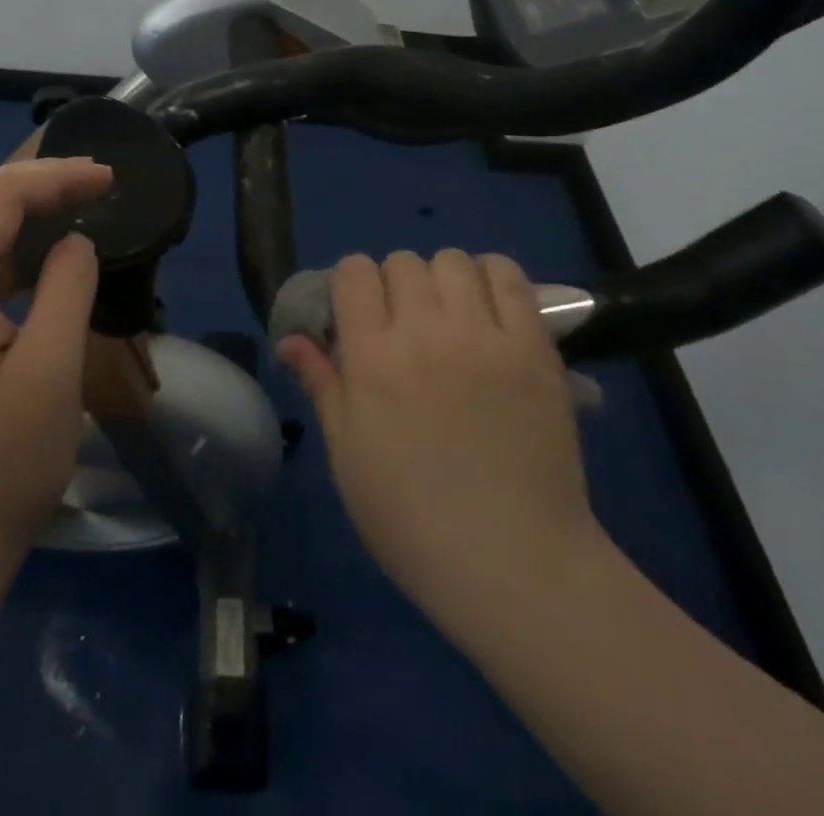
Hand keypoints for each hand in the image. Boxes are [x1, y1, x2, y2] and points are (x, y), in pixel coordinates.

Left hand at [0, 156, 113, 575]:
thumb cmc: (4, 467)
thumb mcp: (53, 372)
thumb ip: (67, 288)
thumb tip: (74, 242)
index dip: (55, 177)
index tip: (109, 179)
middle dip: (32, 180)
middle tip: (91, 185)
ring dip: (9, 203)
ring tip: (66, 205)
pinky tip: (29, 254)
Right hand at [276, 251, 602, 628]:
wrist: (512, 563)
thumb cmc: (411, 519)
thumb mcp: (347, 455)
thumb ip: (321, 384)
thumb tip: (290, 339)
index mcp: (372, 357)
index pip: (354, 272)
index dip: (351, 285)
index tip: (358, 314)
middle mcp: (425, 332)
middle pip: (402, 262)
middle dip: (394, 284)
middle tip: (404, 324)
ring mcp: (484, 335)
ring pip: (453, 260)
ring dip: (443, 278)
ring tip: (450, 316)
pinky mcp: (534, 347)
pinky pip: (510, 277)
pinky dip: (492, 277)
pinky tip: (488, 309)